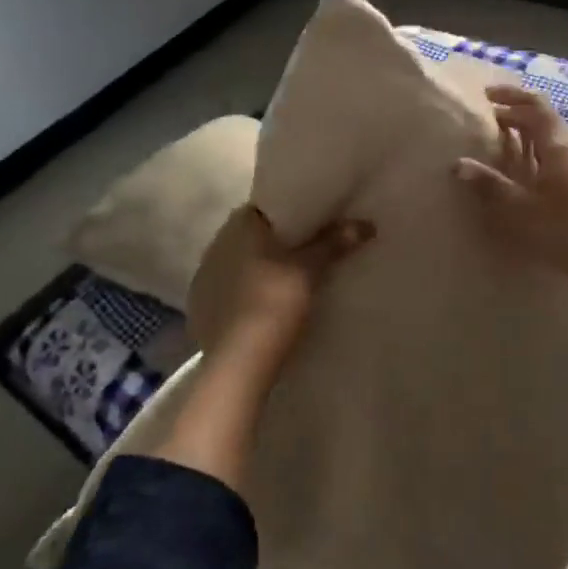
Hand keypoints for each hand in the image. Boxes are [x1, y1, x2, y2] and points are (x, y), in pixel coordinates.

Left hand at [189, 206, 373, 361]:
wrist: (240, 361)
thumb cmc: (274, 301)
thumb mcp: (310, 270)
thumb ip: (335, 242)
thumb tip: (366, 224)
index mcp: (237, 227)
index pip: (264, 207)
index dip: (289, 213)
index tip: (313, 221)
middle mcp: (214, 246)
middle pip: (252, 237)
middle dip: (277, 243)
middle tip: (309, 250)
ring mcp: (203, 280)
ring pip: (240, 265)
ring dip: (260, 269)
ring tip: (290, 280)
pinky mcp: (201, 311)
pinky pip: (230, 293)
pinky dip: (248, 295)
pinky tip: (266, 307)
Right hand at [452, 85, 567, 293]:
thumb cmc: (566, 232)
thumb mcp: (522, 210)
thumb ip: (491, 185)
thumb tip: (458, 164)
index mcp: (560, 147)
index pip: (535, 107)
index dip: (512, 96)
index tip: (488, 95)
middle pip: (548, 121)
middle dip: (520, 116)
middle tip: (493, 121)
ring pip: (558, 141)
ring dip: (533, 137)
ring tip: (509, 147)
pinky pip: (567, 158)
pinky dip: (545, 155)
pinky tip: (535, 176)